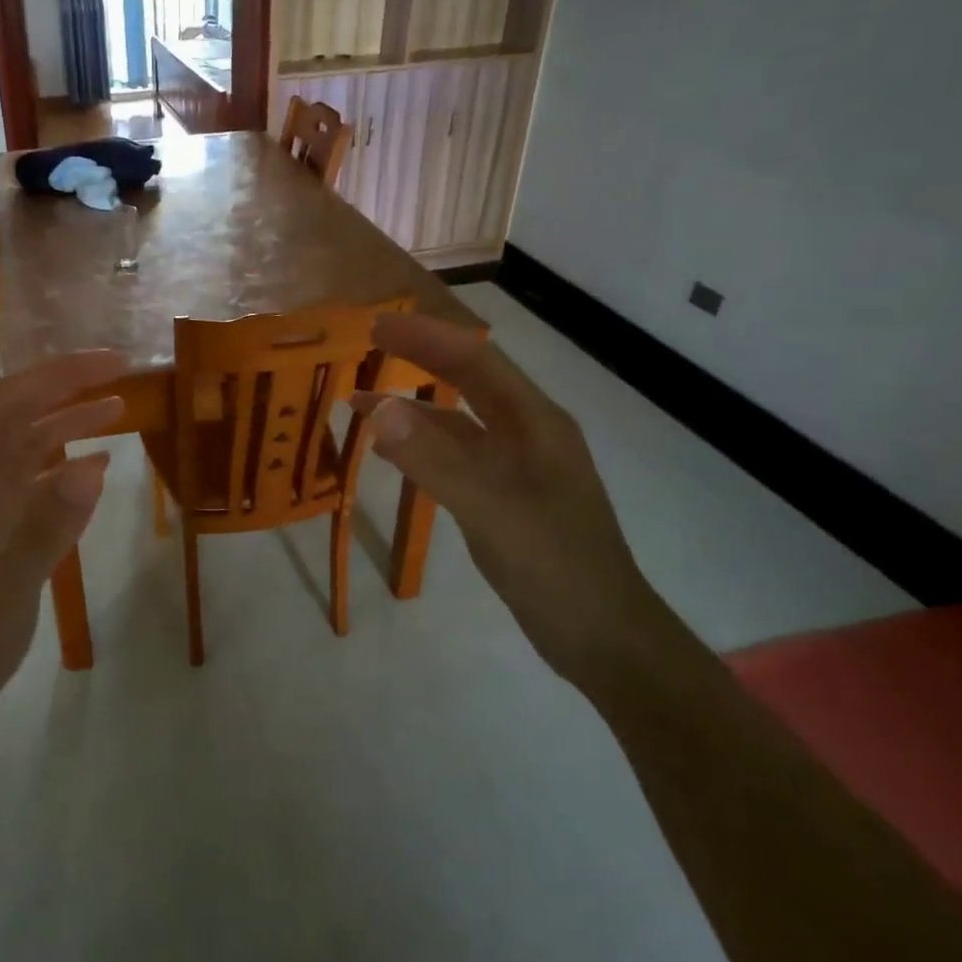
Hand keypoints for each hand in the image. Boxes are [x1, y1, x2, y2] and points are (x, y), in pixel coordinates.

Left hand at [0, 351, 126, 746]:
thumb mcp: (9, 585)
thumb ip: (48, 525)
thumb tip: (94, 465)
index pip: (8, 403)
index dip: (57, 375)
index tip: (108, 363)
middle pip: (18, 414)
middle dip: (66, 387)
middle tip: (122, 373)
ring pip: (27, 445)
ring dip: (68, 422)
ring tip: (118, 409)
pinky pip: (33, 481)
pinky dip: (65, 465)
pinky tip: (98, 468)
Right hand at [354, 314, 675, 684]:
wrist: (602, 636)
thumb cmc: (555, 564)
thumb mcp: (490, 507)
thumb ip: (434, 458)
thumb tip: (378, 408)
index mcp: (535, 423)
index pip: (476, 363)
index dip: (428, 338)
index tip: (378, 324)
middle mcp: (527, 436)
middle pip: (469, 384)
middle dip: (421, 360)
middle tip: (370, 345)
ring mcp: (517, 469)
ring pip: (458, 424)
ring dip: (413, 409)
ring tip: (360, 402)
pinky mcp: (504, 499)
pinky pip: (455, 459)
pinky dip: (420, 448)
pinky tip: (390, 454)